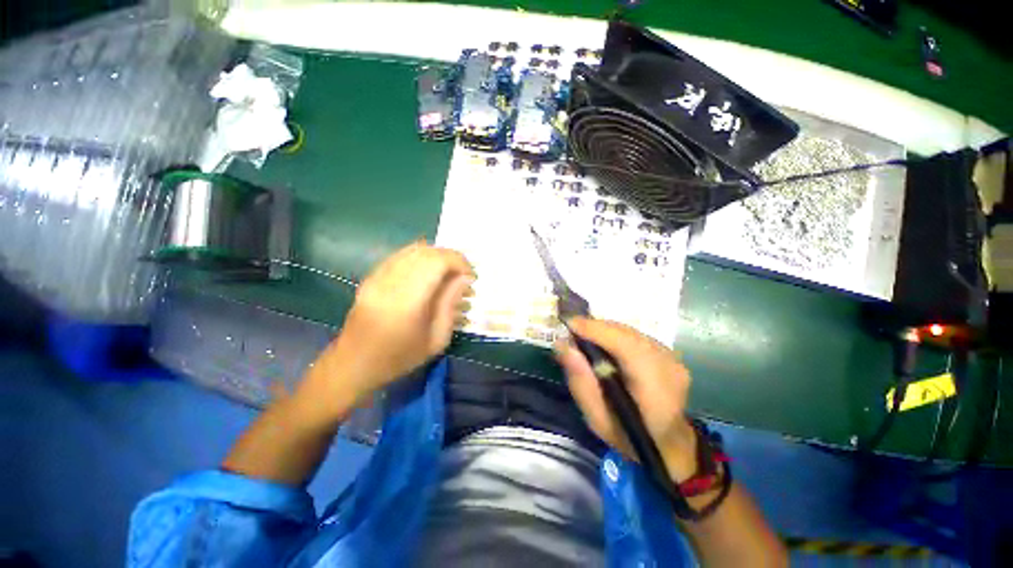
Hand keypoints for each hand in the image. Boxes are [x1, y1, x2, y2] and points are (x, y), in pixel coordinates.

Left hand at [306, 241, 473, 408]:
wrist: (354, 364)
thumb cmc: (399, 357)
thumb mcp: (436, 340)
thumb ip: (451, 305)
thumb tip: (464, 279)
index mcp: (408, 299)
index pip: (438, 261)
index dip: (459, 262)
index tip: (470, 277)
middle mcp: (392, 280)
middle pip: (427, 251)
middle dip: (451, 258)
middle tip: (462, 275)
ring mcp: (378, 276)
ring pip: (413, 249)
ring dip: (436, 256)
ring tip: (447, 273)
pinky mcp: (372, 276)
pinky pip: (401, 255)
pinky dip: (420, 257)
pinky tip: (428, 272)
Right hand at [556, 317, 697, 482]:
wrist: (668, 444)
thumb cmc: (628, 436)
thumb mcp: (596, 419)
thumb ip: (580, 382)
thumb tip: (563, 345)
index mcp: (655, 388)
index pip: (625, 346)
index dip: (596, 330)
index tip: (569, 324)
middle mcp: (668, 365)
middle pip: (627, 334)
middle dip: (596, 328)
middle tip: (571, 331)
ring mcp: (672, 357)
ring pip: (631, 332)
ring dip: (605, 330)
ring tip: (584, 336)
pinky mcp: (669, 353)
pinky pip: (636, 336)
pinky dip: (616, 335)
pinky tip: (603, 344)